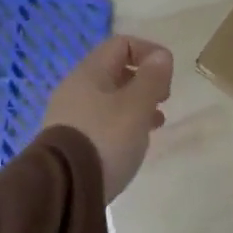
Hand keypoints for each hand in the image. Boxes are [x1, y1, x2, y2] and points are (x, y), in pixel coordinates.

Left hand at [41, 36, 174, 201]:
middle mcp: (76, 88)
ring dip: (137, 104)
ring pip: (110, 98)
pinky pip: (102, 121)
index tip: (168, 76)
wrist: (64, 187)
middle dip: (144, 81)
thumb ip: (152, 78)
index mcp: (90, 72)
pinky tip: (133, 143)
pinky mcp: (71, 140)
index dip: (149, 52)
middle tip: (163, 100)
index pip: (122, 44)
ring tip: (155, 123)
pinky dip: (122, 124)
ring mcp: (70, 115)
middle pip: (115, 71)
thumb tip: (161, 56)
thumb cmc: (105, 138)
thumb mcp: (137, 106)